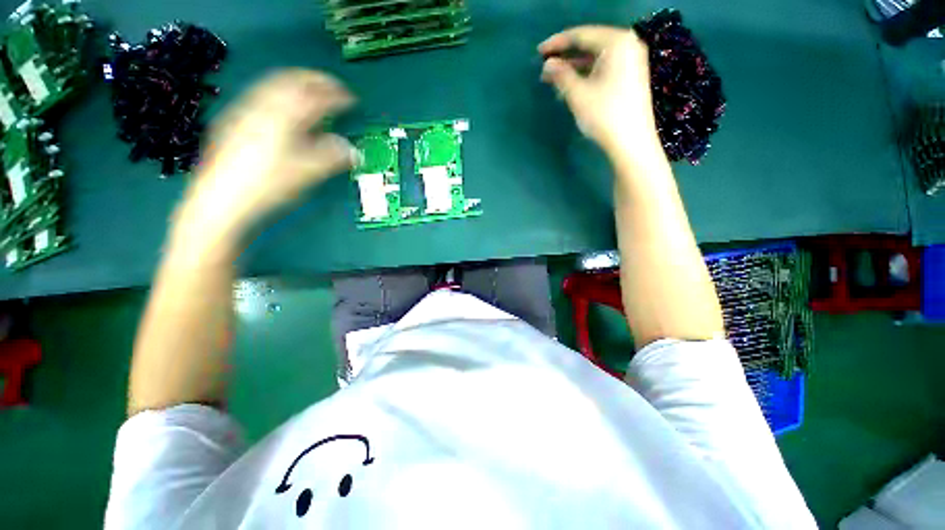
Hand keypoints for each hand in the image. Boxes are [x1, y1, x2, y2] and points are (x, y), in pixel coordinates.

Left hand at [179, 69, 355, 245]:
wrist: (221, 199)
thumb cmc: (268, 185)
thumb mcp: (307, 173)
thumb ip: (332, 157)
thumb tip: (352, 150)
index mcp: (285, 117)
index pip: (316, 98)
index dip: (337, 95)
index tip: (352, 98)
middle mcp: (263, 106)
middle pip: (292, 80)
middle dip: (316, 80)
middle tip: (333, 86)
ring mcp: (245, 110)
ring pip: (273, 83)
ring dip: (296, 82)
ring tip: (311, 90)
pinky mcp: (234, 119)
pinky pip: (260, 94)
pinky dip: (279, 92)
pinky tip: (282, 105)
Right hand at [539, 26, 659, 156]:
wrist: (631, 142)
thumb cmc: (604, 115)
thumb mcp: (578, 94)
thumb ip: (561, 75)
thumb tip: (548, 64)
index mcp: (616, 42)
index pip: (581, 35)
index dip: (557, 43)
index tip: (539, 52)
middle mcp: (627, 46)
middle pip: (590, 46)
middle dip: (565, 57)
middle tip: (545, 69)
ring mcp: (631, 62)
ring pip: (596, 60)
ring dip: (574, 69)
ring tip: (554, 81)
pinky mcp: (631, 78)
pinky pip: (604, 69)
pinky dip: (586, 76)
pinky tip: (572, 88)